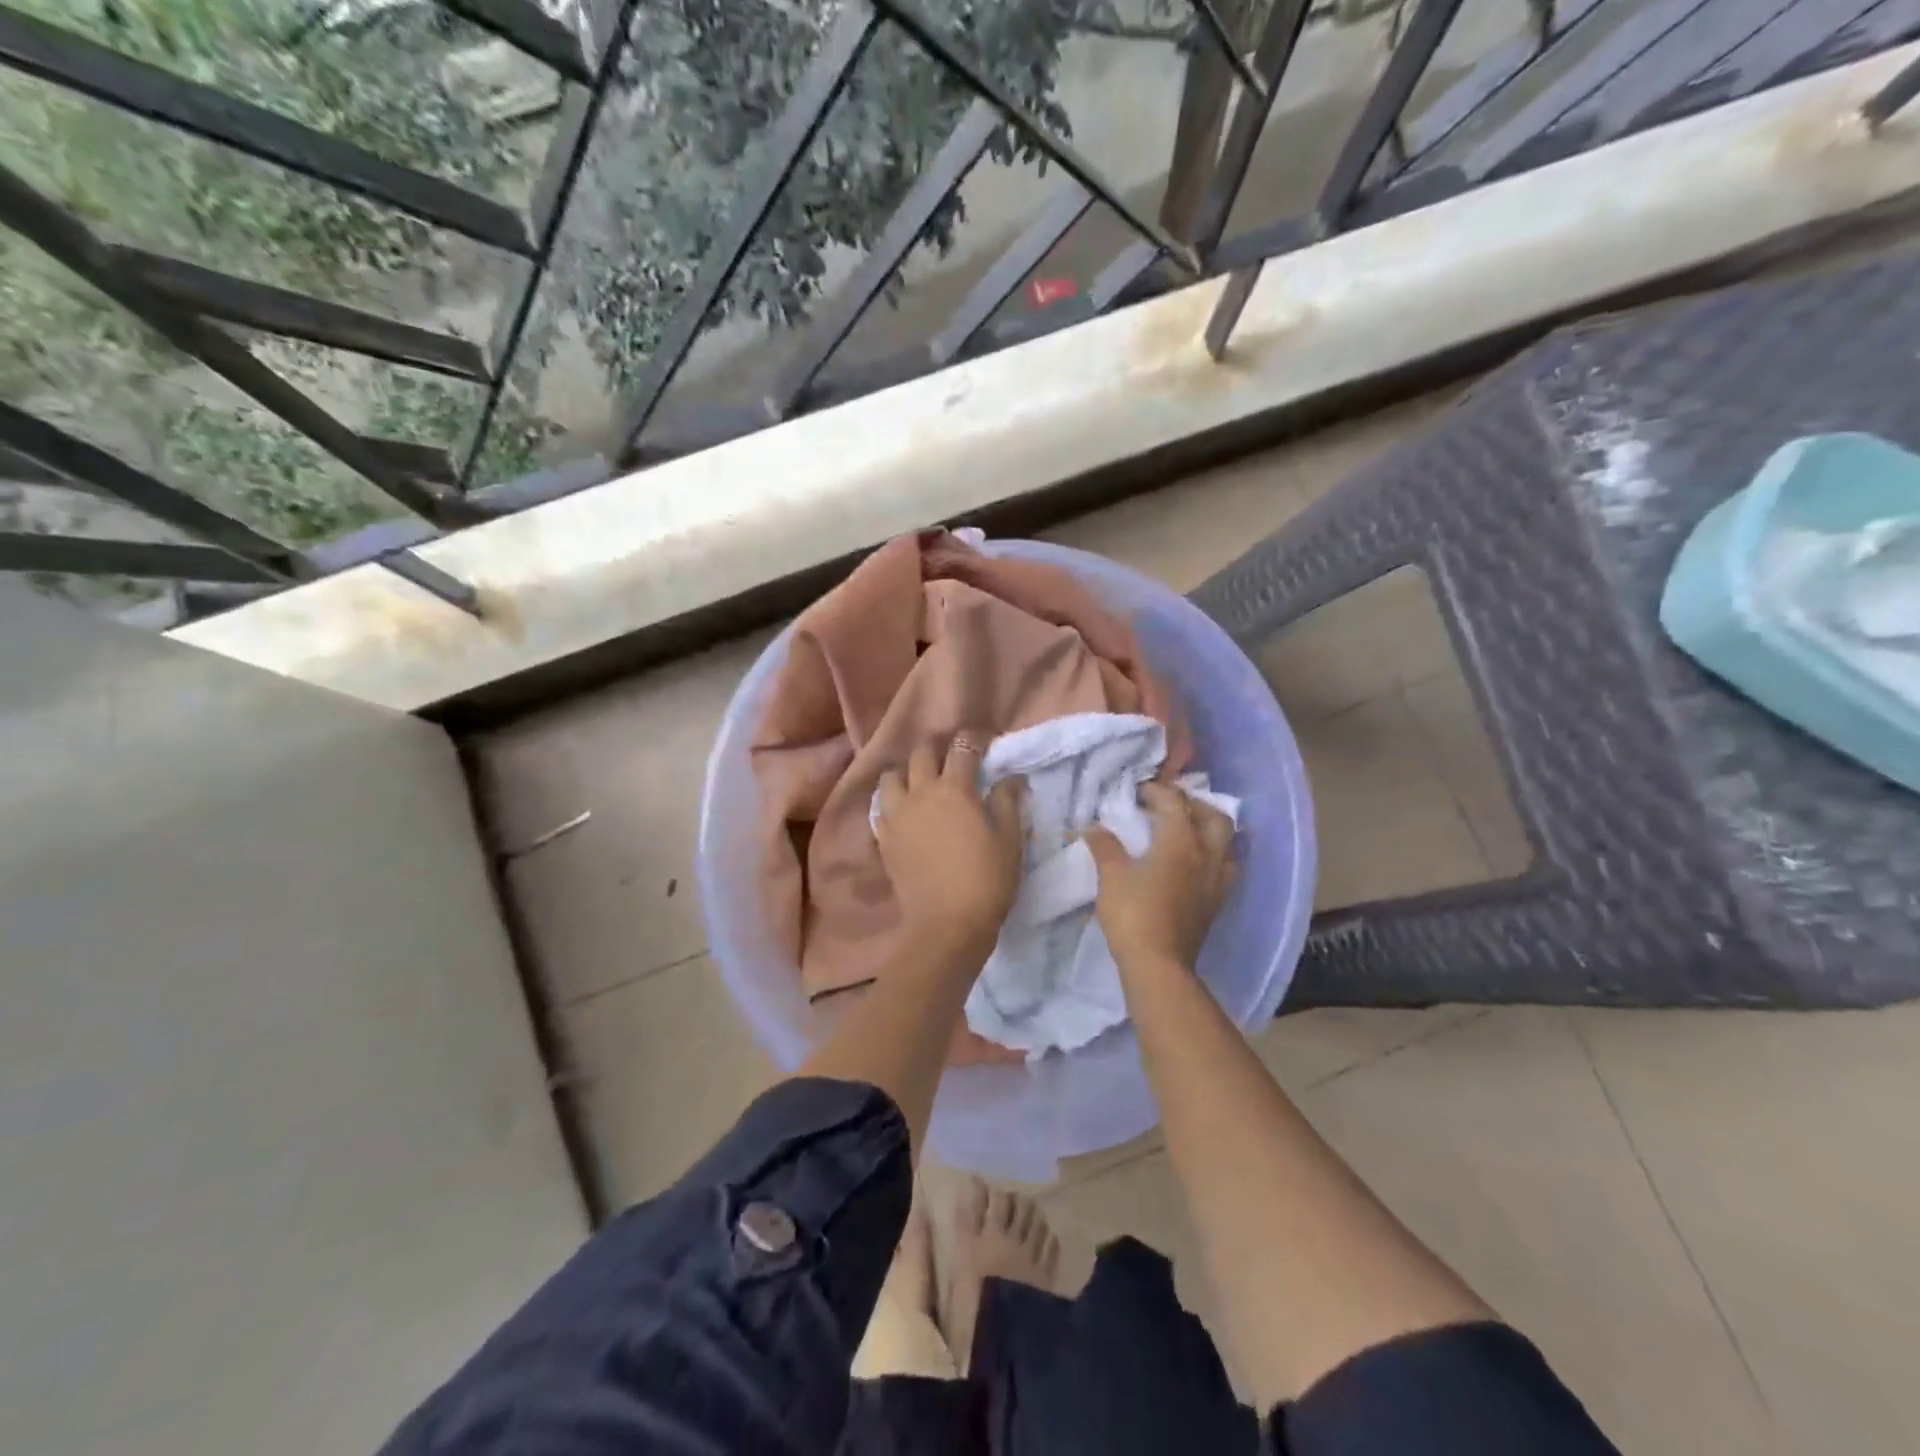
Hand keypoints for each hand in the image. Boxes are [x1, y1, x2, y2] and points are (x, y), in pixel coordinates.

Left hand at [876, 735, 1023, 959]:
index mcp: (954, 789)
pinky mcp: (883, 838)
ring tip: (921, 782)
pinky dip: (892, 801)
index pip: (962, 749)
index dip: (974, 740)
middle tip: (952, 758)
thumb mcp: (1009, 841)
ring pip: (892, 776)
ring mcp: (896, 815)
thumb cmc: (986, 882)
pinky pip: (881, 807)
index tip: (984, 742)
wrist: (945, 926)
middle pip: (921, 754)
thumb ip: (1008, 803)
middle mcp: (920, 793)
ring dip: (907, 772)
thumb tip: (1011, 778)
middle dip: (937, 748)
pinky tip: (905, 811)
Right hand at [1087, 781, 1235, 973]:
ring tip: (1187, 831)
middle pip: (1215, 816)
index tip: (1137, 791)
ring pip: (1226, 842)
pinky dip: (1212, 855)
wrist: (1159, 965)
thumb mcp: (1111, 876)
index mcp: (1181, 841)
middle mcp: (1207, 854)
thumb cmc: (1134, 914)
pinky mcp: (1216, 902)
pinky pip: (1224, 867)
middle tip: (1171, 806)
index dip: (1156, 790)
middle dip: (1194, 804)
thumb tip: (1095, 828)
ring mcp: (1216, 880)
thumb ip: (1105, 847)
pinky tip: (1193, 863)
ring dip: (1209, 829)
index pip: (1174, 802)